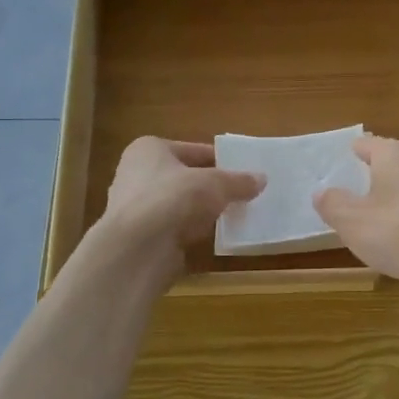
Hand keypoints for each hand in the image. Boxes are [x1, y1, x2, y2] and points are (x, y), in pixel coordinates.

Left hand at [91, 138, 263, 286]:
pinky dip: (191, 230)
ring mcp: (136, 207)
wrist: (139, 249)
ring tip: (233, 215)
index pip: (194, 150)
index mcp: (149, 149)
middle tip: (242, 194)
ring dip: (202, 210)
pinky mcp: (140, 236)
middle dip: (212, 186)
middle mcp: (136, 173)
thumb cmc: (174, 199)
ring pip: (180, 203)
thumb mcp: (216, 184)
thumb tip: (262, 179)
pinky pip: (174, 227)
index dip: (221, 160)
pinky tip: (212, 236)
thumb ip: (239, 181)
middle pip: (185, 177)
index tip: (244, 172)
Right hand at [312, 135, 398, 311]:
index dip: (357, 149)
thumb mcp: (353, 222)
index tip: (348, 154)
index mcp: (396, 157)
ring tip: (382, 218)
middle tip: (360, 187)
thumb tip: (322, 191)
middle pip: (397, 163)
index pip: (371, 144)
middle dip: (380, 174)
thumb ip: (334, 205)